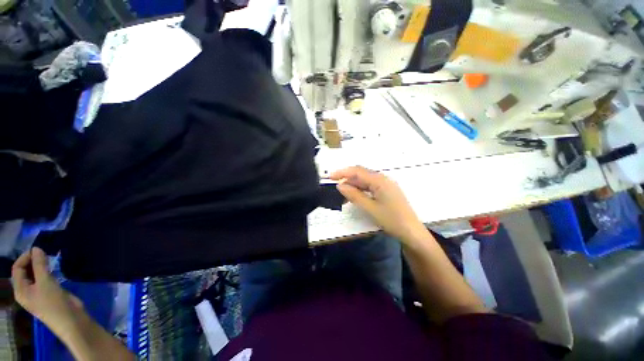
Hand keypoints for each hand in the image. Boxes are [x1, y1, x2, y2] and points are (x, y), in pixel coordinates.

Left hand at [11, 248, 84, 340]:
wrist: (70, 319)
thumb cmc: (53, 302)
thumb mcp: (45, 282)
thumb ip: (40, 264)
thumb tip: (36, 248)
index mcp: (20, 290)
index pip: (17, 268)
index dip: (25, 257)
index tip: (38, 251)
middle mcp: (26, 291)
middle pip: (25, 272)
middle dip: (33, 261)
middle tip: (45, 254)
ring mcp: (37, 293)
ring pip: (35, 275)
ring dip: (40, 266)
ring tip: (50, 260)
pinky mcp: (48, 293)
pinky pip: (43, 279)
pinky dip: (47, 272)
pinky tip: (54, 270)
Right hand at [330, 166, 430, 244]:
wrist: (412, 232)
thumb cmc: (392, 220)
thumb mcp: (370, 208)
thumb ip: (354, 195)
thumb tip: (340, 185)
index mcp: (380, 180)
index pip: (357, 171)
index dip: (342, 172)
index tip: (330, 177)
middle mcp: (383, 179)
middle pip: (361, 174)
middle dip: (347, 178)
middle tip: (335, 187)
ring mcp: (385, 185)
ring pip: (365, 181)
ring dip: (353, 185)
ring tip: (342, 194)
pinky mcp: (386, 191)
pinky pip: (370, 186)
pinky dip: (360, 190)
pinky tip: (354, 196)